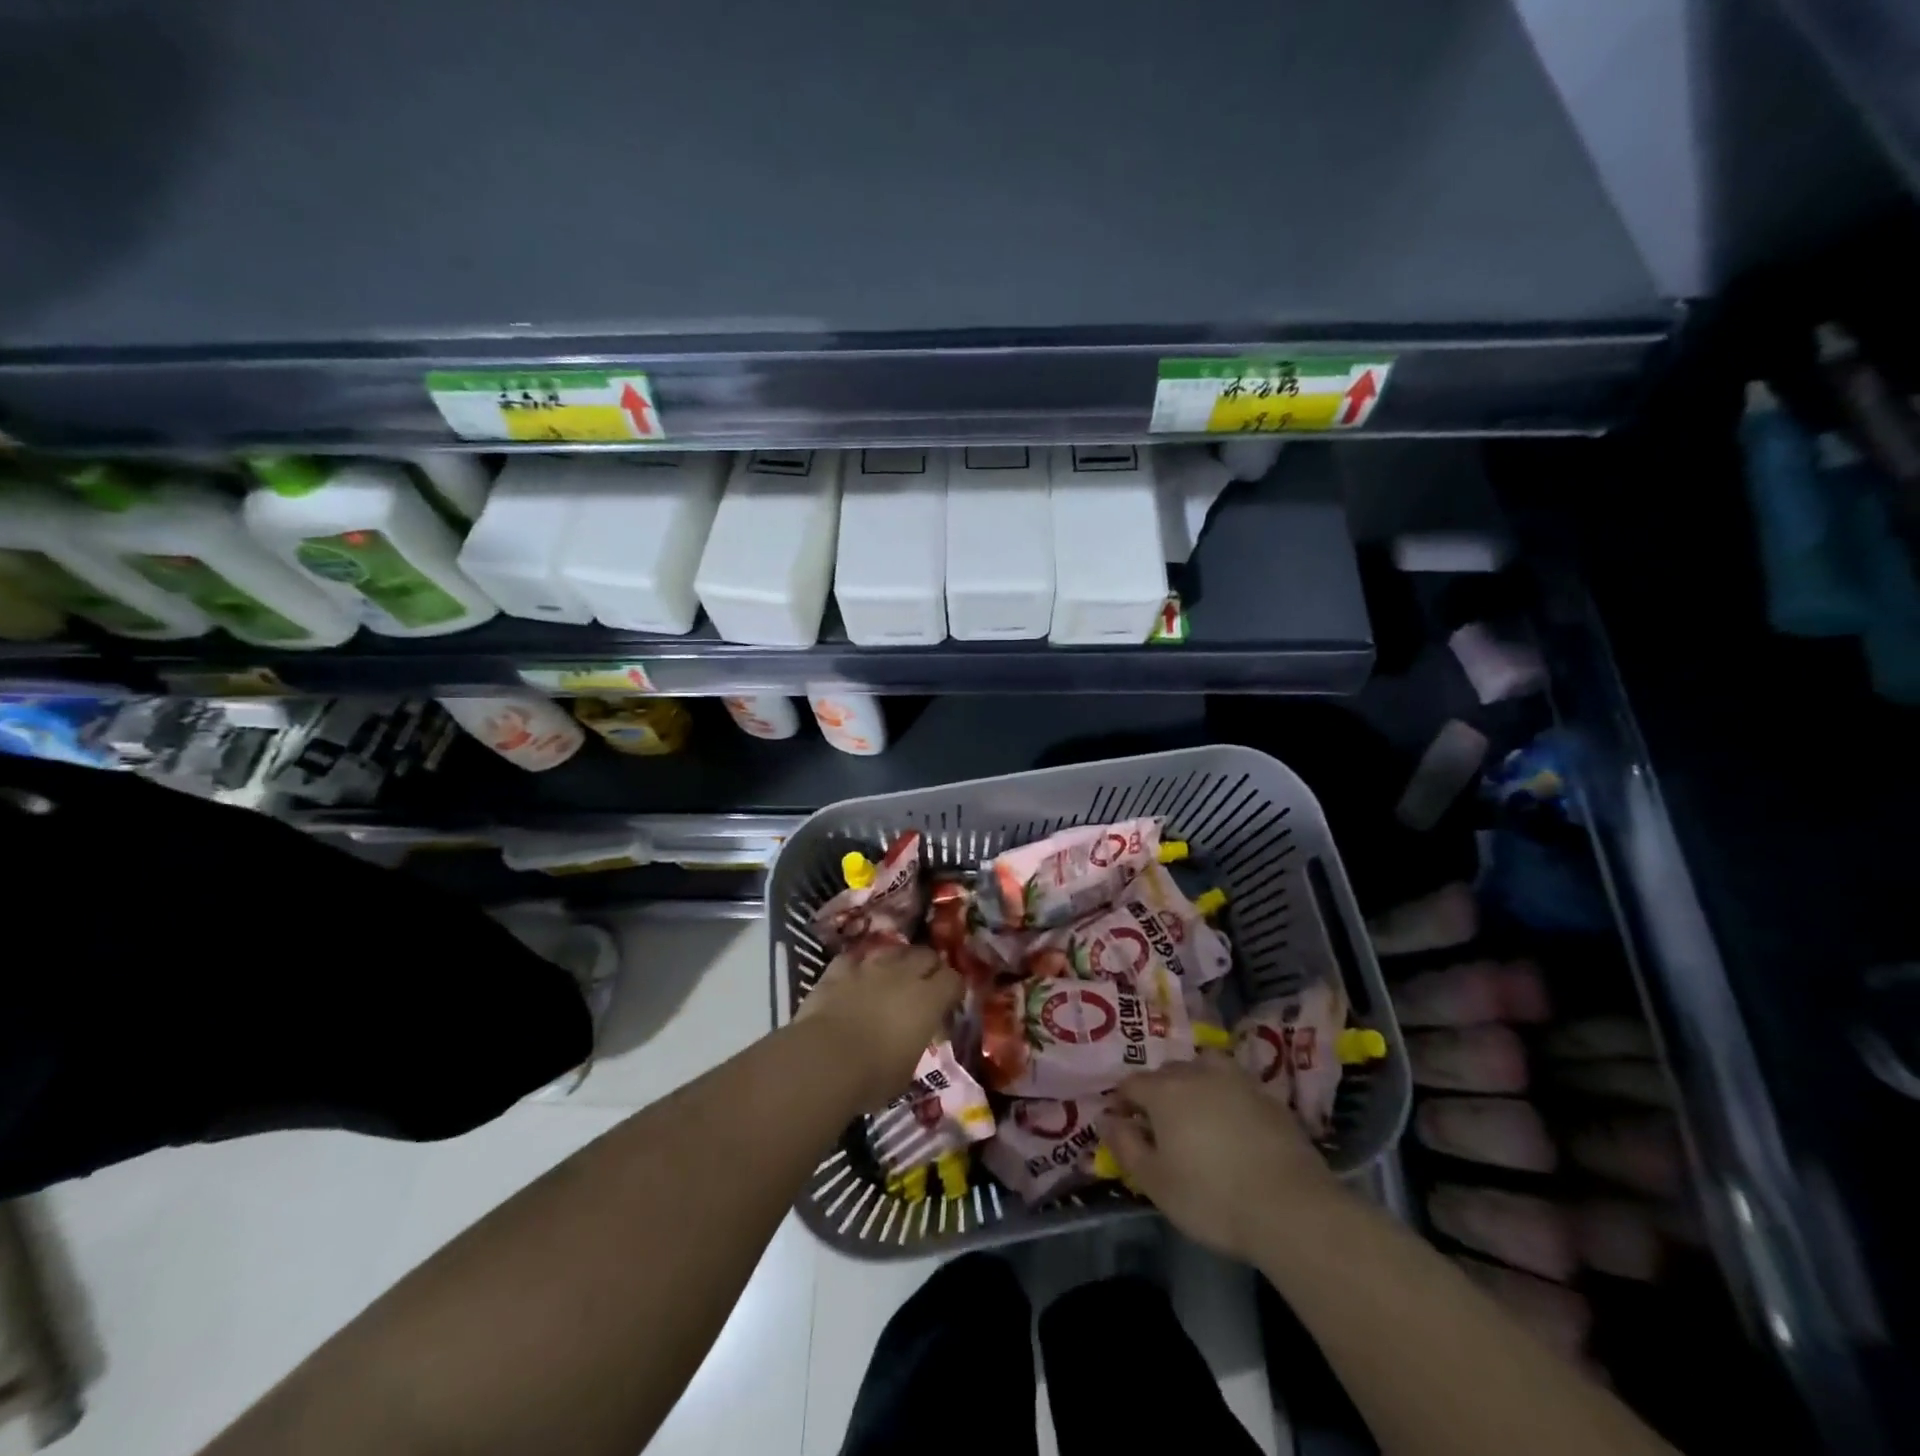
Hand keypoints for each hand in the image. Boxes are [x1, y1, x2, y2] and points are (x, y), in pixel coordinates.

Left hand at [796, 944, 961, 1111]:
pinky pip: (853, 959)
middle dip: (929, 967)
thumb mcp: (907, 1069)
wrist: (823, 1060)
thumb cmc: (873, 1076)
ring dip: (897, 960)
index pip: (953, 980)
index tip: (949, 1003)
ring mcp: (869, 967)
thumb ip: (915, 1044)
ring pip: (892, 949)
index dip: (953, 989)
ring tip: (892, 975)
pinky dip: (857, 966)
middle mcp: (902, 974)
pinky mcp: (838, 970)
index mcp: (928, 1000)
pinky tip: (855, 976)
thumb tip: (911, 1040)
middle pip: (926, 955)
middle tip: (924, 985)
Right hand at [1105, 1054, 1348, 1263]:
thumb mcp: (1155, 1182)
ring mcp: (1236, 1080)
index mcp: (1164, 1090)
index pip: (1130, 1084)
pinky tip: (1232, 1126)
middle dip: (1157, 1093)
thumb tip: (1107, 1118)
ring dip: (1193, 1086)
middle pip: (1167, 1073)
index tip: (1124, 1128)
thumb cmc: (1211, 1197)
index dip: (1122, 1104)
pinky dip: (1225, 1098)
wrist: (1291, 1208)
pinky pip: (1234, 1087)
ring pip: (1204, 1069)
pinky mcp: (1268, 1097)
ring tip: (1197, 1117)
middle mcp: (1197, 1073)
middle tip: (1160, 1129)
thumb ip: (1125, 1146)